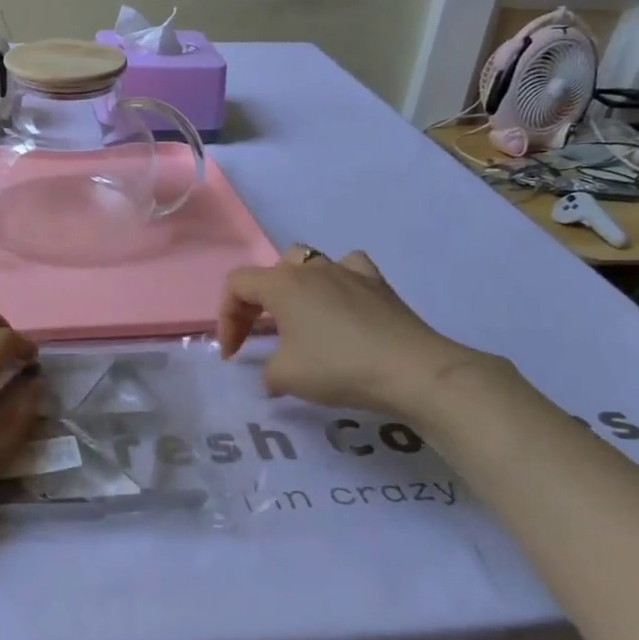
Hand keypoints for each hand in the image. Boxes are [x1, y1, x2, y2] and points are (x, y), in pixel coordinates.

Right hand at [218, 245, 495, 416]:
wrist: (412, 370)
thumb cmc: (338, 367)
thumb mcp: (285, 377)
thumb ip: (266, 371)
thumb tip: (273, 374)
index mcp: (282, 284)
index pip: (236, 285)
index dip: (226, 318)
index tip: (233, 355)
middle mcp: (312, 268)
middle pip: (269, 272)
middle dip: (256, 303)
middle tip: (258, 336)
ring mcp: (348, 271)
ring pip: (309, 262)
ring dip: (295, 287)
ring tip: (298, 317)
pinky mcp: (378, 284)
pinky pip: (349, 269)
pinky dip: (338, 282)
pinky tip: (342, 304)